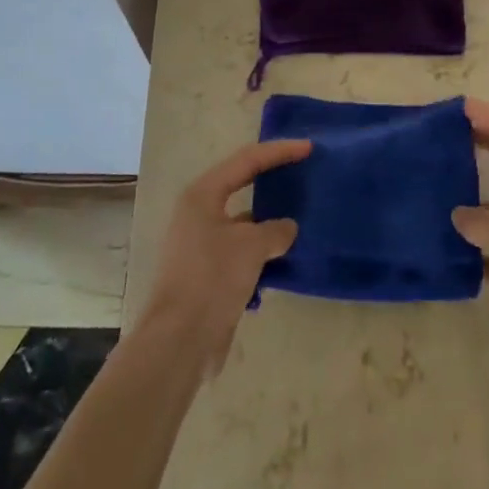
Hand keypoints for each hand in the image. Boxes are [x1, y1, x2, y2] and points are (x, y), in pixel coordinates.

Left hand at [139, 138, 311, 376]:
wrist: (179, 341)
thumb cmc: (212, 278)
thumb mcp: (251, 246)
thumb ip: (275, 230)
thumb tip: (287, 228)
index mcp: (203, 194)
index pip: (247, 160)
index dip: (279, 151)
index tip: (308, 148)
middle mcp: (199, 212)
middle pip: (242, 185)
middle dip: (273, 180)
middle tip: (304, 173)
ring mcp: (202, 243)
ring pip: (244, 221)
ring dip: (270, 220)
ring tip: (302, 215)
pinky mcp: (208, 272)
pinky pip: (242, 250)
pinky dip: (263, 250)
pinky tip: (287, 256)